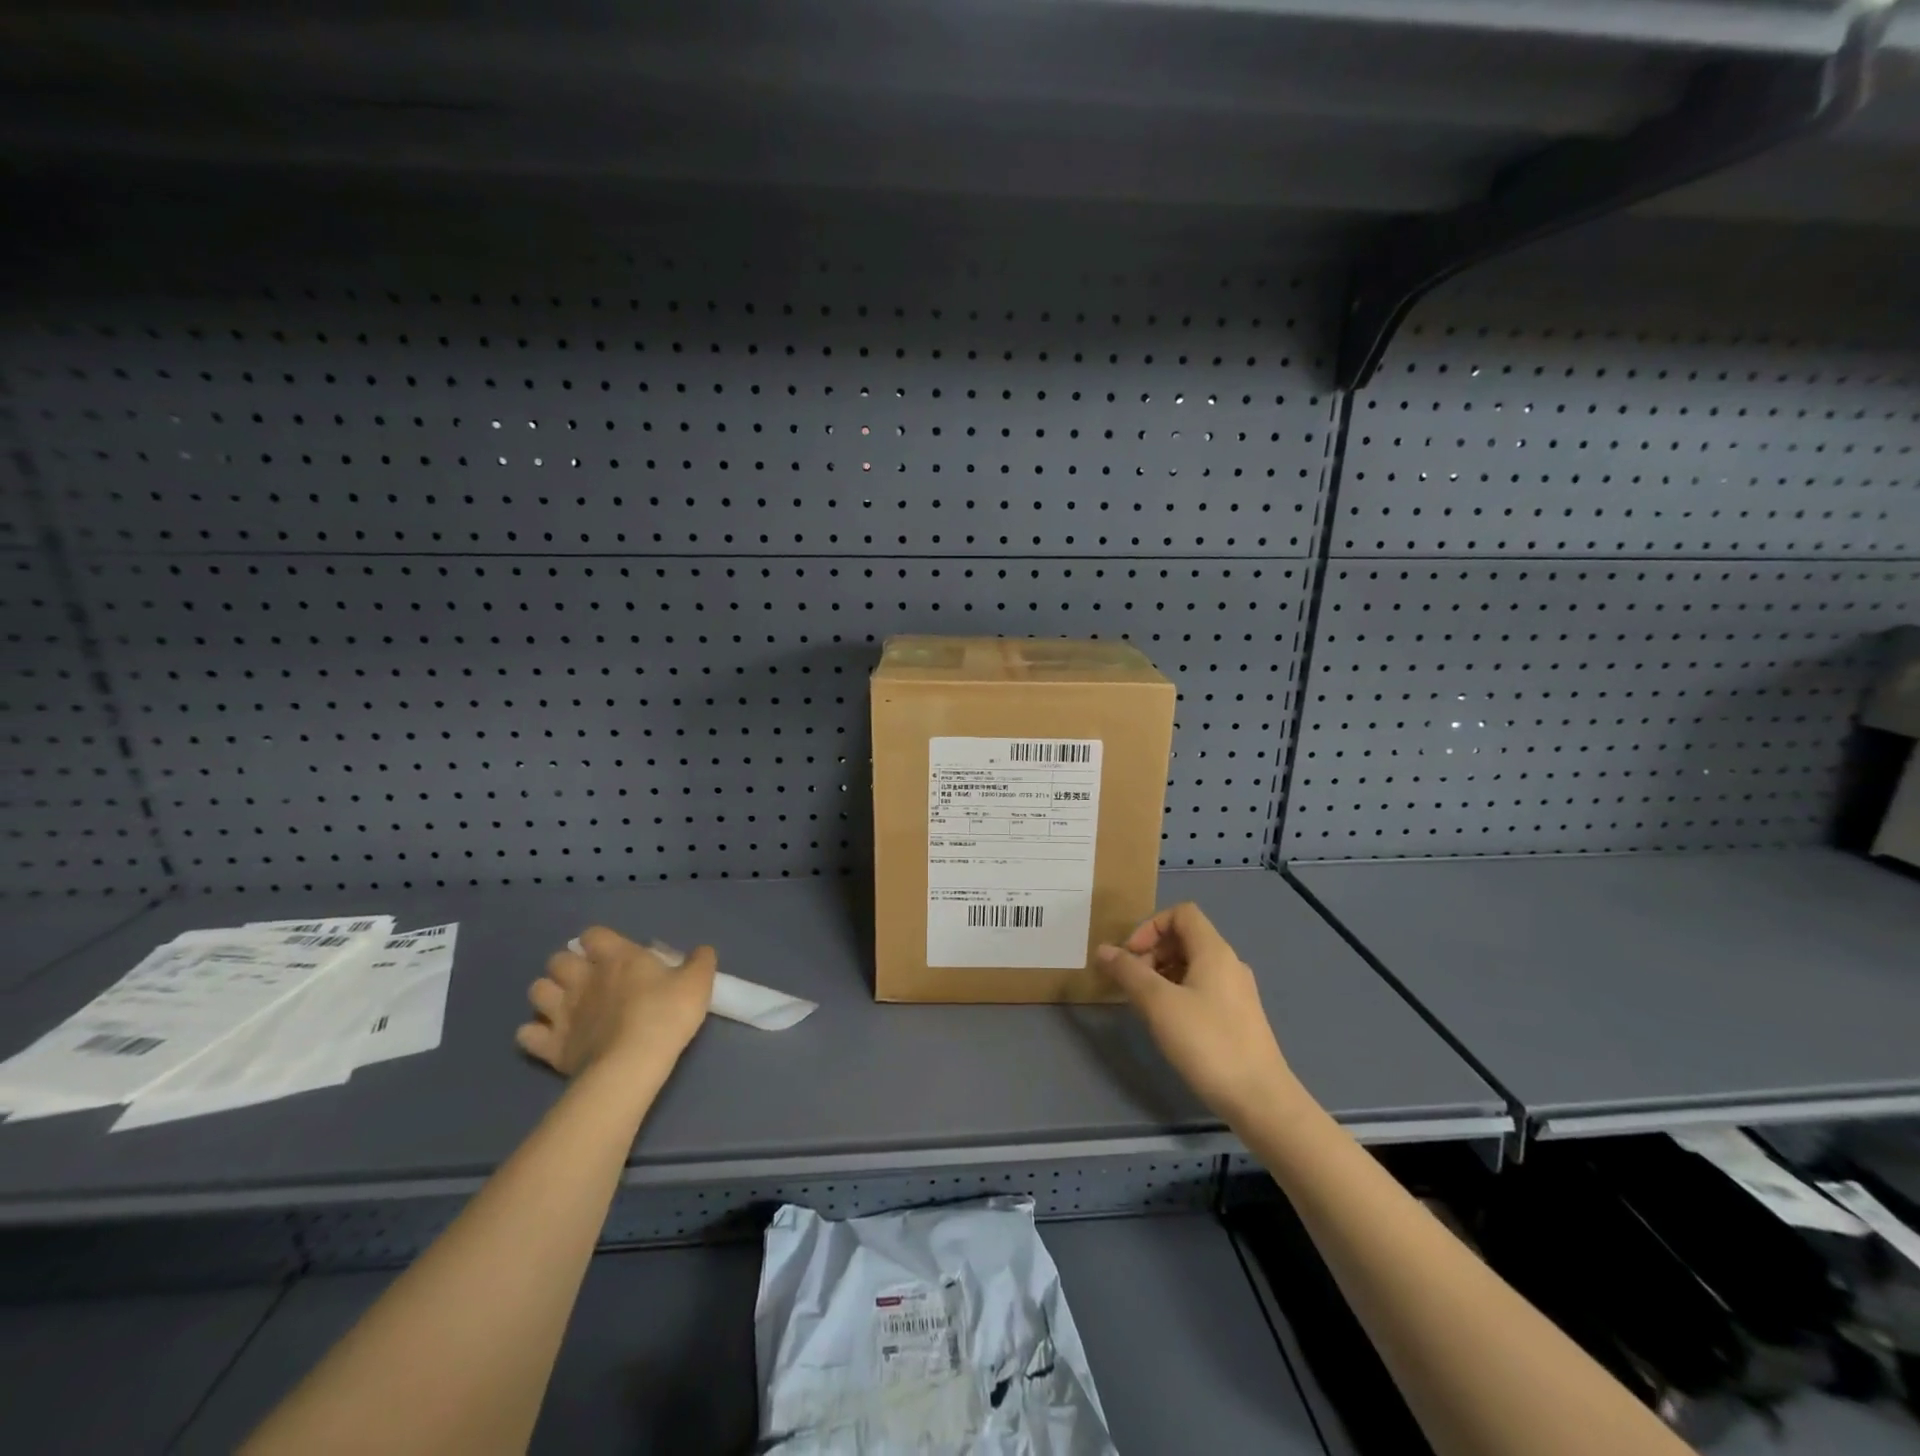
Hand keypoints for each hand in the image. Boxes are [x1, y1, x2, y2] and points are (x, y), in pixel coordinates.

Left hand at [516, 927, 716, 1079]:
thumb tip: (702, 951)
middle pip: (557, 960)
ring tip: (565, 1006)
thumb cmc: (666, 1014)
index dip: (600, 941)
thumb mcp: (697, 982)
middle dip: (567, 966)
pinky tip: (550, 1038)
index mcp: (617, 957)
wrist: (633, 1063)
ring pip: (536, 991)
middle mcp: (583, 979)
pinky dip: (534, 1033)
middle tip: (588, 979)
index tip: (612, 953)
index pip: (594, 934)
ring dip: (548, 994)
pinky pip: (526, 1034)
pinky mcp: (551, 1046)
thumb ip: (700, 962)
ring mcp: (562, 1012)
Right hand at [1096, 902, 1303, 1124]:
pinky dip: (1179, 992)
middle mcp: (1229, 963)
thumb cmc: (1207, 1043)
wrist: (1261, 1099)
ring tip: (1145, 1003)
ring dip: (1163, 973)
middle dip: (1152, 951)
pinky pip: (1202, 987)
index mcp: (1214, 951)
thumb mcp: (1158, 1004)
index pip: (1181, 913)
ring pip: (1193, 964)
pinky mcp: (1238, 1017)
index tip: (1131, 955)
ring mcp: (1237, 991)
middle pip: (1185, 937)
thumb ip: (1128, 972)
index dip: (1150, 926)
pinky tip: (1168, 1022)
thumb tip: (1103, 950)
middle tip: (1132, 981)